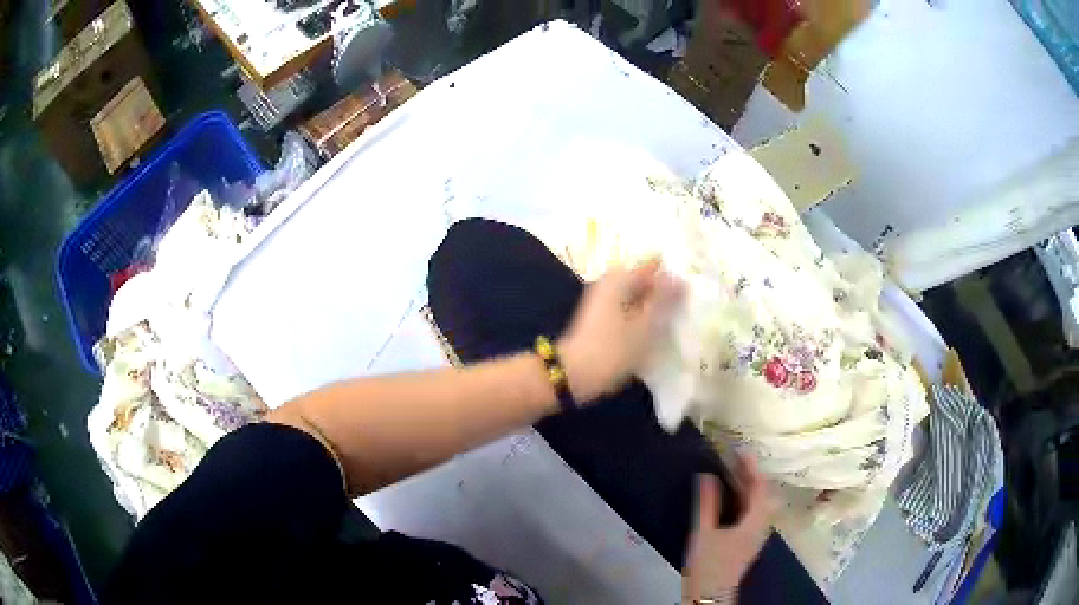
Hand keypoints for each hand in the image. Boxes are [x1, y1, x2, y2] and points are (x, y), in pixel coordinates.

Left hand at [558, 259, 681, 401]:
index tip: (693, 286)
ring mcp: (604, 302)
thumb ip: (664, 299)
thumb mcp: (645, 325)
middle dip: (665, 291)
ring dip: (655, 306)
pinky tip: (659, 330)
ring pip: (638, 297)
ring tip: (679, 318)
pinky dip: (644, 317)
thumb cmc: (613, 349)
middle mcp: (610, 284)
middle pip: (645, 281)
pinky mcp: (603, 320)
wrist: (575, 375)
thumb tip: (680, 278)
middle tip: (691, 304)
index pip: (653, 265)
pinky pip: (630, 310)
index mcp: (619, 279)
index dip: (672, 273)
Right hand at [683, 455, 772, 603]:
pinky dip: (747, 499)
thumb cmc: (708, 563)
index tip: (742, 451)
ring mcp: (757, 534)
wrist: (711, 593)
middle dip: (752, 475)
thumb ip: (707, 504)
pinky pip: (754, 512)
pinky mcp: (749, 540)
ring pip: (760, 504)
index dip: (752, 468)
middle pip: (763, 495)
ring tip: (735, 473)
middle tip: (737, 459)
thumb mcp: (704, 532)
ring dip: (750, 487)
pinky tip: (734, 497)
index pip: (759, 488)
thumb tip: (707, 476)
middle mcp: (761, 525)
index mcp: (754, 522)